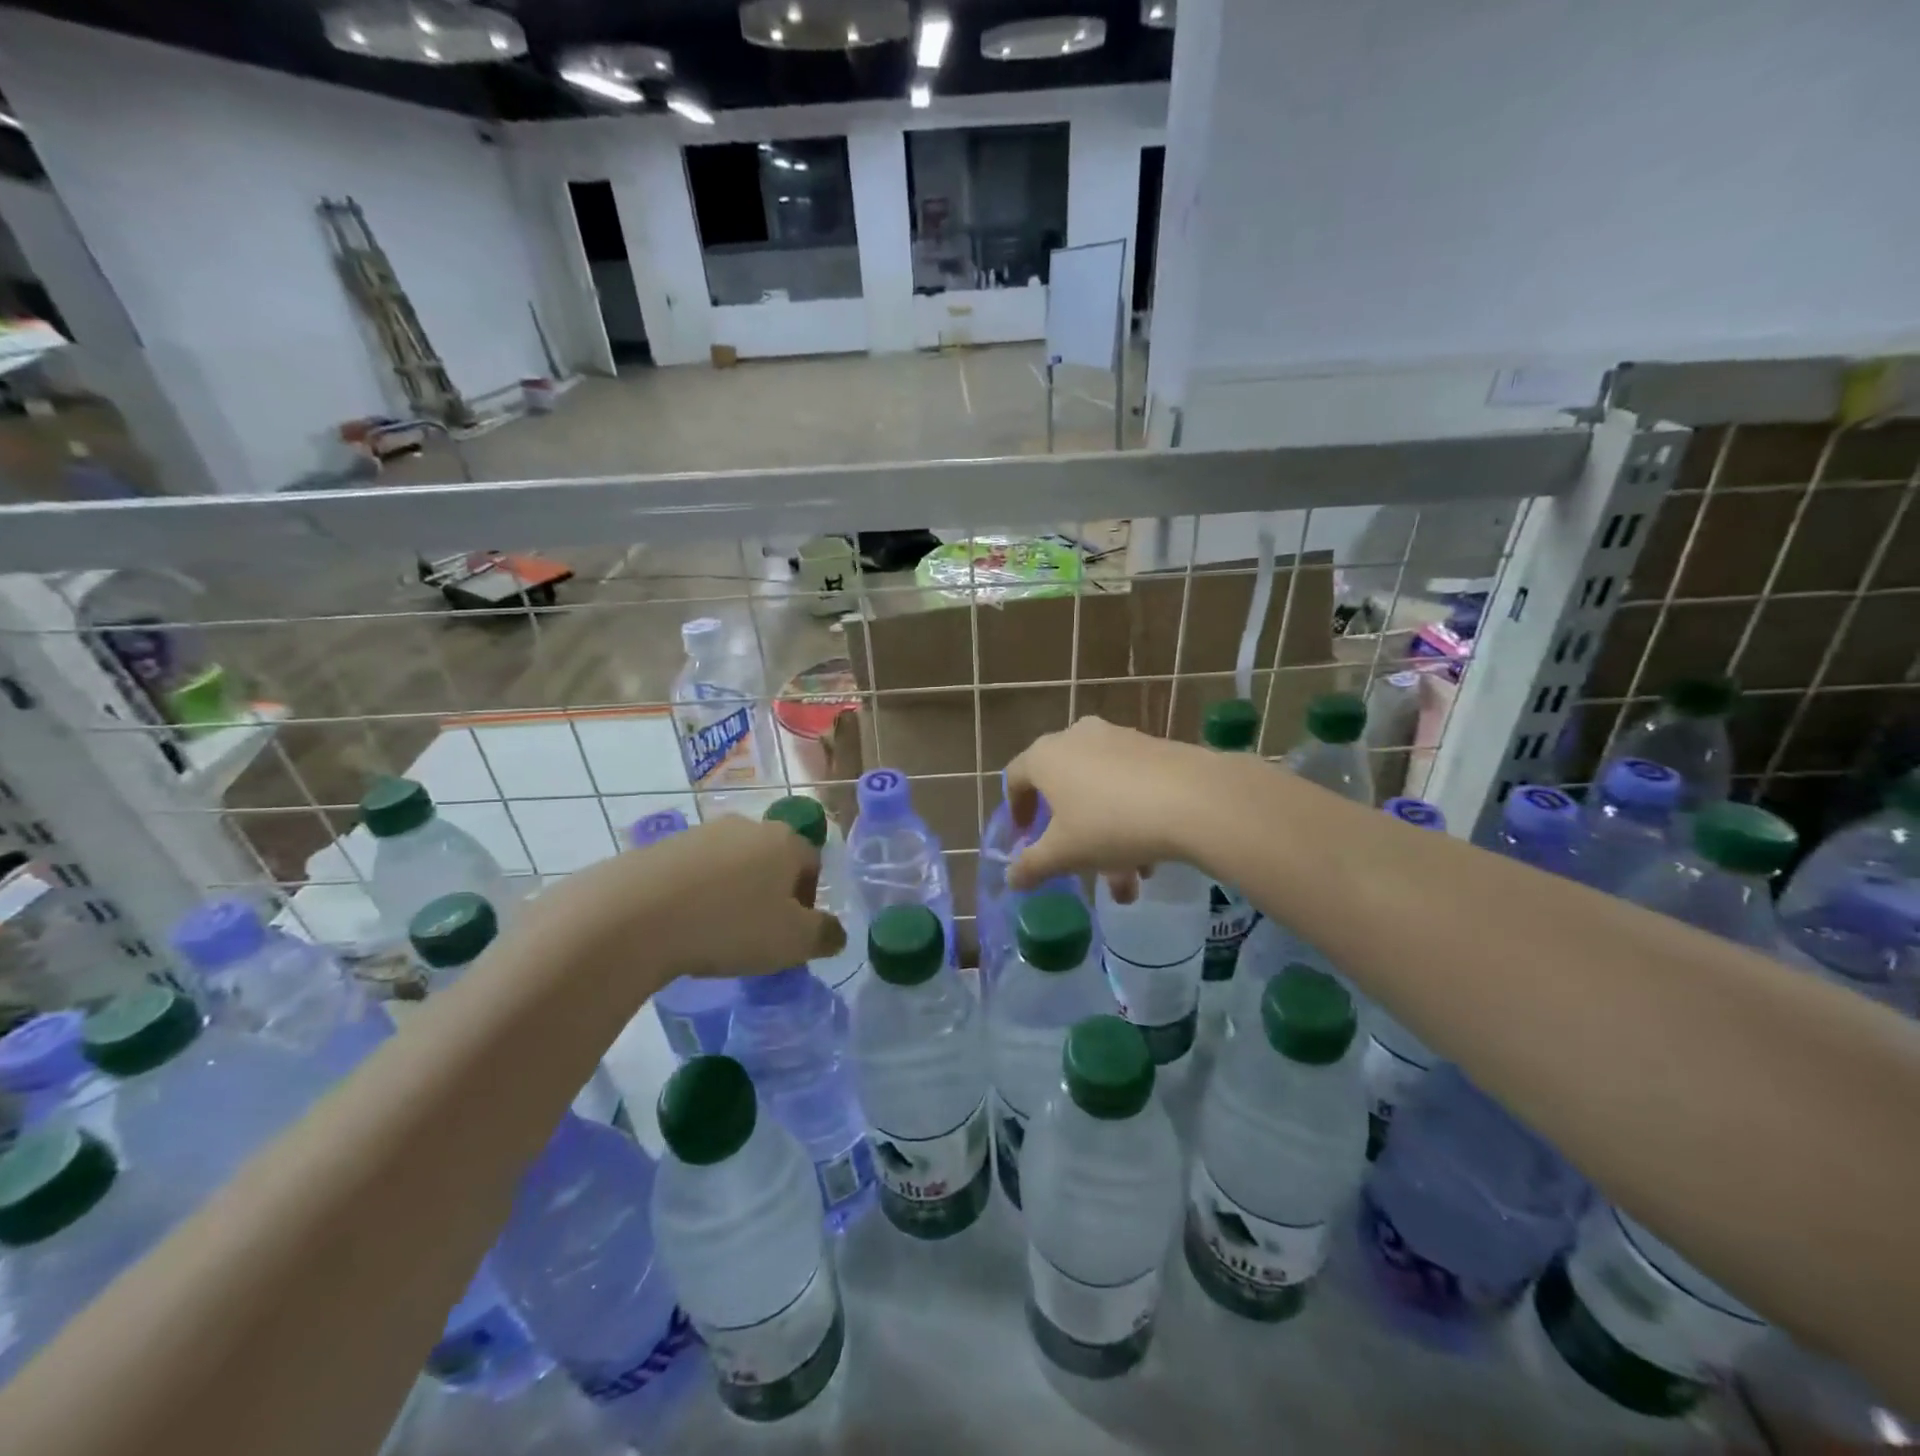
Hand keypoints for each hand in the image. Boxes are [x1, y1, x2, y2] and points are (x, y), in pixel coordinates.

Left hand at [528, 815, 844, 981]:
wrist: (634, 915)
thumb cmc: (730, 925)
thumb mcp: (792, 942)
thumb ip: (824, 936)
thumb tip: (836, 933)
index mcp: (785, 842)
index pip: (812, 864)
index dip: (808, 900)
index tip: (792, 933)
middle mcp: (748, 826)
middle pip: (772, 860)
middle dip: (770, 894)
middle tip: (758, 934)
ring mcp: (703, 833)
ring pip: (732, 864)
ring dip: (733, 893)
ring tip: (716, 933)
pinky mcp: (663, 846)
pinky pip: (694, 872)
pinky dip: (697, 894)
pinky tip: (683, 925)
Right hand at [1005, 718, 1218, 892]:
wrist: (1193, 799)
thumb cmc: (1110, 823)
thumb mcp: (1065, 853)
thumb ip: (1032, 866)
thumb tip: (1011, 878)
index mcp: (1046, 756)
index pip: (1016, 776)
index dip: (1016, 808)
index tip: (1024, 835)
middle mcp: (1078, 737)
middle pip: (1064, 787)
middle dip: (1072, 834)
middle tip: (1079, 865)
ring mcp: (1118, 738)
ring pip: (1101, 792)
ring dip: (1108, 837)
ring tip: (1129, 881)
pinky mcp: (1154, 747)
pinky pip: (1130, 784)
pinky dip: (1132, 817)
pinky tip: (1152, 856)